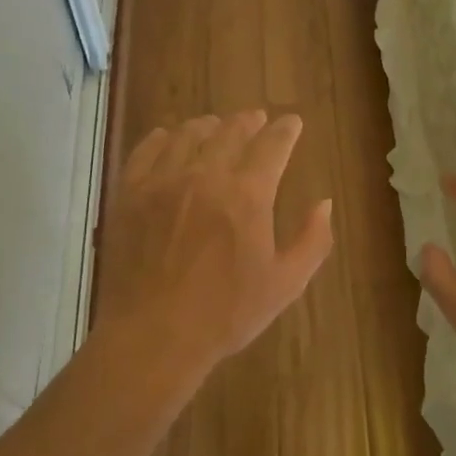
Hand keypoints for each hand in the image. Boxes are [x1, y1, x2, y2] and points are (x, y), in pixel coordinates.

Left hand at [91, 112, 334, 388]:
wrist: (153, 335)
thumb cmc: (225, 314)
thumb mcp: (285, 284)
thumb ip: (312, 240)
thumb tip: (325, 203)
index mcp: (248, 194)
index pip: (273, 145)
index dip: (286, 130)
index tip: (292, 122)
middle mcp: (206, 175)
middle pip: (230, 131)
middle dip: (248, 121)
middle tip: (256, 119)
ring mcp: (163, 181)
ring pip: (188, 134)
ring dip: (208, 126)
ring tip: (215, 126)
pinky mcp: (130, 193)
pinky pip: (147, 150)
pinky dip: (163, 138)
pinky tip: (168, 138)